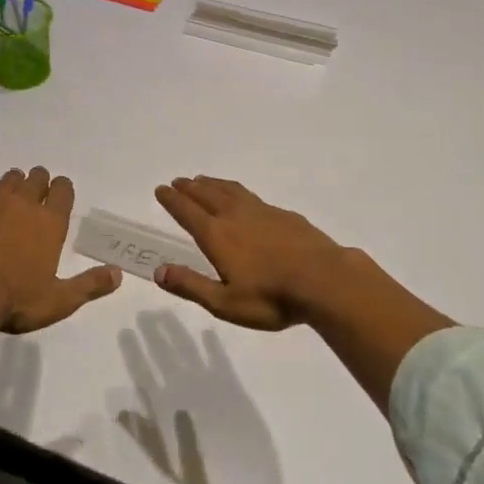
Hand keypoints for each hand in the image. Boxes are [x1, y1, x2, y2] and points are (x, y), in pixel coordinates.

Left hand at [0, 167, 123, 398]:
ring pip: (7, 180)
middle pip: (35, 178)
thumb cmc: (17, 299)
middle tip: (37, 192)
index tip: (60, 193)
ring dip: (12, 183)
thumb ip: (89, 285)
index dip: (63, 188)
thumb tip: (118, 274)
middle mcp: (23, 205)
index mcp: (50, 223)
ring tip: (12, 193)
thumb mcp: (59, 300)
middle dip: (39, 181)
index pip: (62, 190)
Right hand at [152, 176, 353, 329]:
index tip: (161, 189)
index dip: (172, 200)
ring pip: (230, 191)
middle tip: (178, 181)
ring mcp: (261, 212)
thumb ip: (191, 285)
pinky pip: (250, 195)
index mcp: (217, 235)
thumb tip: (158, 271)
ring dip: (212, 184)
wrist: (325, 280)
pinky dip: (236, 190)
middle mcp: (235, 216)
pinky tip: (242, 197)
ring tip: (202, 180)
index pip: (187, 212)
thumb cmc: (271, 297)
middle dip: (189, 188)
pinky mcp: (283, 215)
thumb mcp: (225, 302)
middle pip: (207, 195)